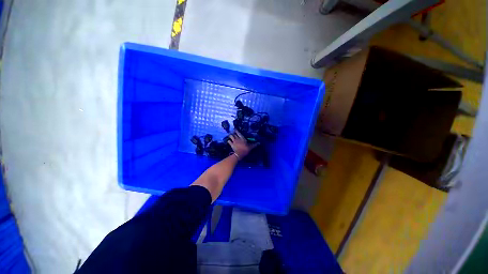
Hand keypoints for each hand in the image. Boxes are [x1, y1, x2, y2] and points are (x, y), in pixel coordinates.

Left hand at [227, 130, 258, 159]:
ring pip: (230, 136)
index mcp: (242, 138)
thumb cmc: (245, 149)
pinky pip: (228, 141)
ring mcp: (234, 141)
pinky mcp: (231, 145)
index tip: (235, 129)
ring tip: (231, 136)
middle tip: (233, 133)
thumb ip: (254, 144)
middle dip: (233, 133)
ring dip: (230, 136)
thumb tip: (259, 143)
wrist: (239, 154)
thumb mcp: (251, 147)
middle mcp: (237, 138)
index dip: (236, 130)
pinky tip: (229, 141)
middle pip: (234, 134)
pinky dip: (228, 141)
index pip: (238, 132)